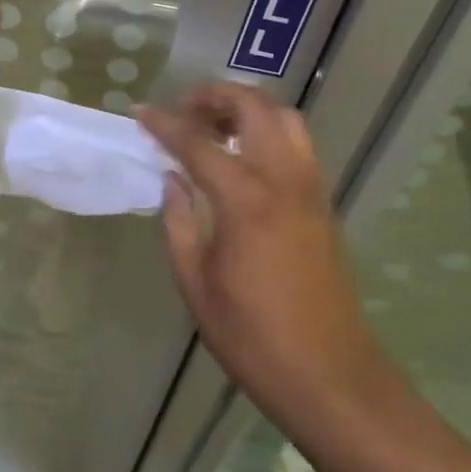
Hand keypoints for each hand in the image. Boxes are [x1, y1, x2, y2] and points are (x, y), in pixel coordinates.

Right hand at [138, 83, 380, 415]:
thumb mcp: (196, 283)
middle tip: (185, 109)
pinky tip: (246, 158)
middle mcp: (284, 181)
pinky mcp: (324, 205)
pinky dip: (270, 131)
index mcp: (245, 201)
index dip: (165, 124)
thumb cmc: (252, 337)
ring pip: (286, 119)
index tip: (141, 112)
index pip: (199, 144)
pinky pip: (299, 145)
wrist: (329, 375)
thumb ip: (179, 222)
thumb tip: (172, 179)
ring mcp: (311, 190)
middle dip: (216, 96)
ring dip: (249, 108)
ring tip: (216, 126)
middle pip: (255, 109)